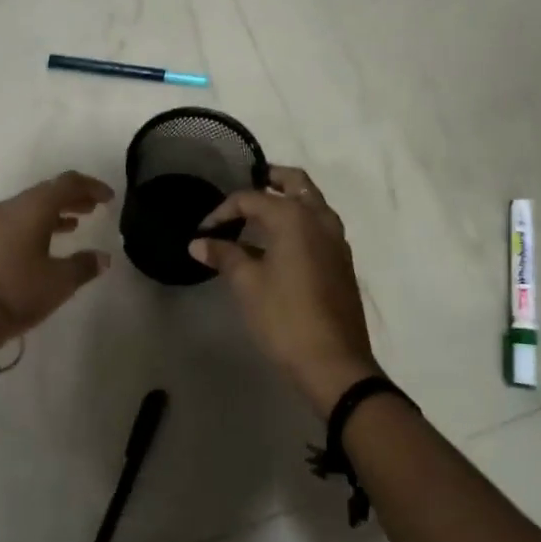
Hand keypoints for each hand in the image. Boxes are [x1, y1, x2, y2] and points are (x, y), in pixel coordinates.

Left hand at [0, 171, 114, 359]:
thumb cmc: (15, 292)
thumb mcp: (58, 282)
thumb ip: (84, 265)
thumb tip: (103, 257)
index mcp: (32, 208)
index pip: (67, 183)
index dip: (91, 187)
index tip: (109, 198)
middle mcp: (9, 207)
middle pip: (46, 192)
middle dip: (72, 198)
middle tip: (93, 208)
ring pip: (28, 207)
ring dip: (53, 212)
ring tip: (74, 225)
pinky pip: (13, 222)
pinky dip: (34, 225)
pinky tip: (42, 243)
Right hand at [188, 166, 380, 417]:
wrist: (334, 363)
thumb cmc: (285, 317)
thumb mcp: (247, 284)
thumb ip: (224, 256)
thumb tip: (198, 243)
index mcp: (295, 217)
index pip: (252, 198)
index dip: (223, 210)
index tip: (203, 231)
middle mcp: (320, 219)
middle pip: (296, 183)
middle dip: (271, 179)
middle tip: (247, 186)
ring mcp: (336, 241)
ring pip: (312, 204)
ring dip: (288, 200)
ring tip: (259, 215)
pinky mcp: (342, 262)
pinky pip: (319, 227)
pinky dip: (300, 222)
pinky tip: (279, 246)